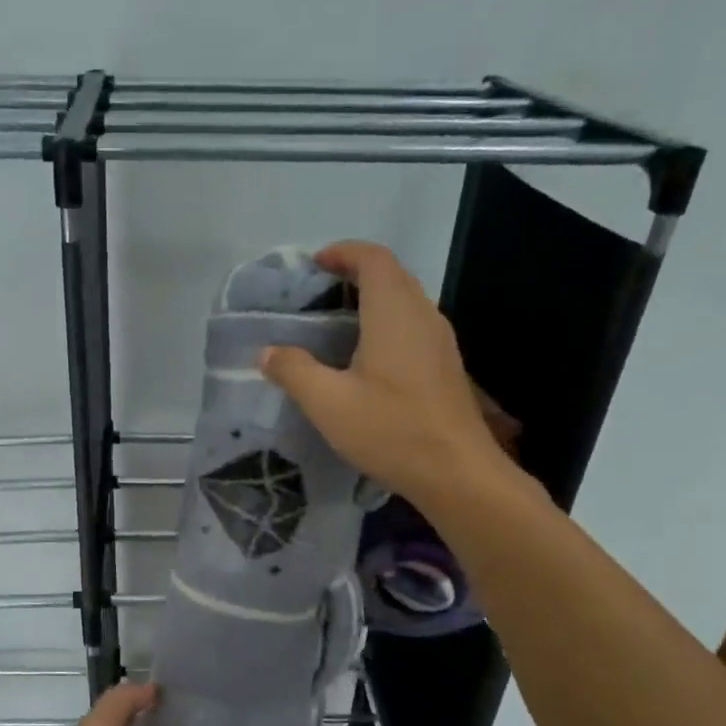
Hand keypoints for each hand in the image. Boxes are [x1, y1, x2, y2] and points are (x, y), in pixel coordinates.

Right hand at [259, 241, 518, 506]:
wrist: (457, 473)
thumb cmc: (391, 430)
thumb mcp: (328, 403)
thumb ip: (294, 371)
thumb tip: (268, 352)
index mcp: (394, 312)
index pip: (373, 258)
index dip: (343, 252)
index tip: (314, 264)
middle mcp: (423, 315)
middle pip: (391, 275)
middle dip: (355, 273)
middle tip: (318, 293)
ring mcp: (440, 341)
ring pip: (405, 301)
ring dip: (372, 300)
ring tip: (336, 324)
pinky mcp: (446, 366)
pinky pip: (413, 326)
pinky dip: (386, 324)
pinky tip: (365, 359)